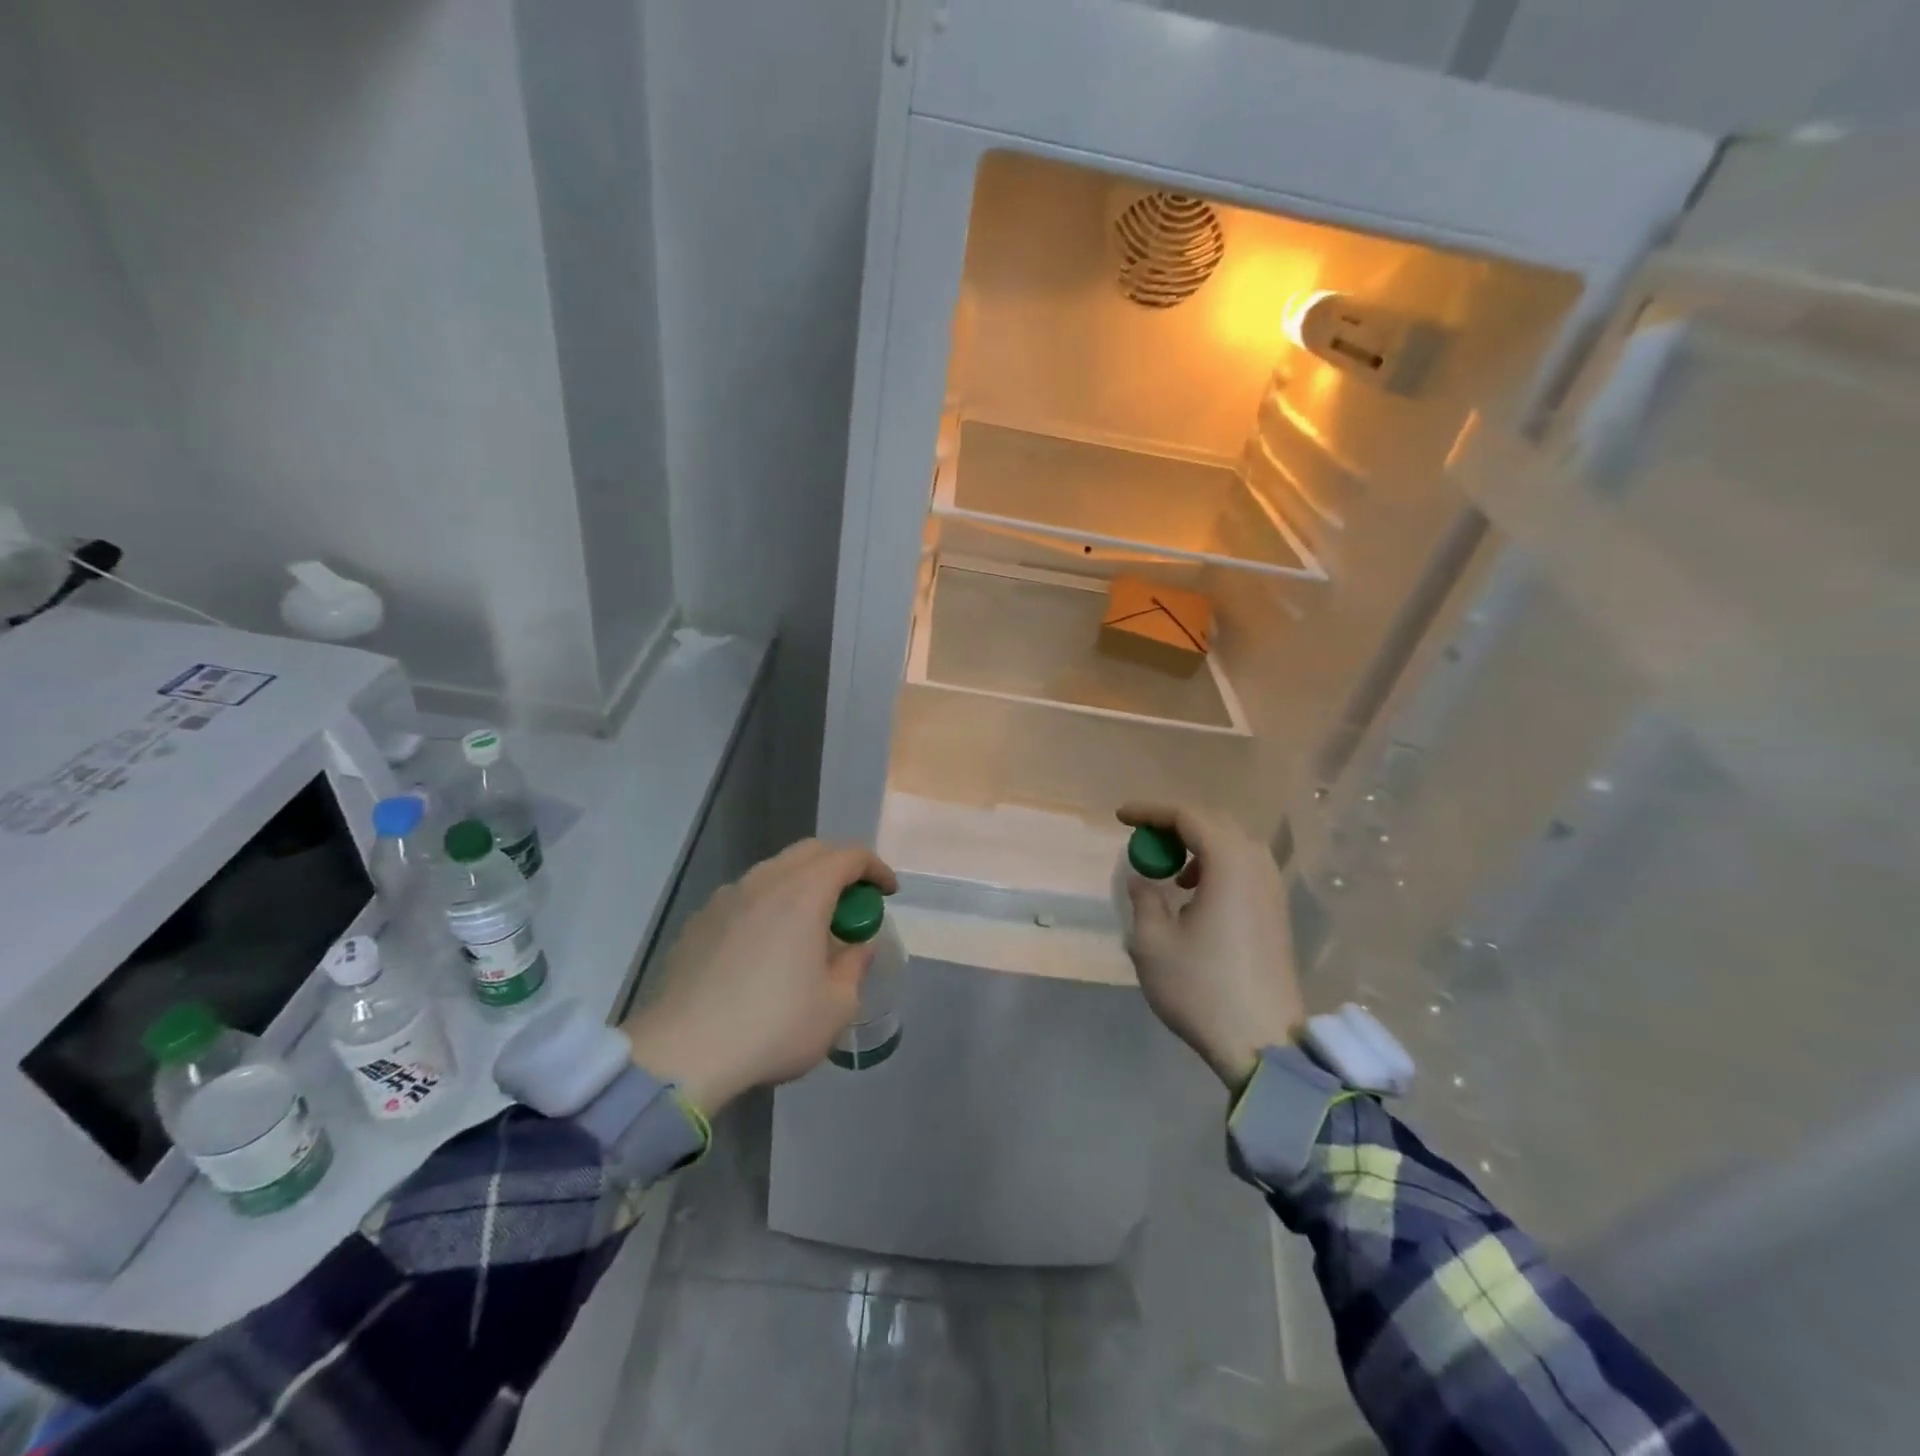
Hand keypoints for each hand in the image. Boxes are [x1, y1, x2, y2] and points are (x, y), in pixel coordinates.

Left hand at [620, 839, 897, 1115]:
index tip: (888, 893)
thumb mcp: (836, 1007)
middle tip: (853, 903)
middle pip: (810, 852)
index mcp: (802, 893)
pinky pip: (744, 898)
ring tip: (808, 927)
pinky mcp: (698, 922)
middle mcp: (763, 882)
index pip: (849, 857)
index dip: (875, 868)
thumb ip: (854, 966)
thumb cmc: (772, 1027)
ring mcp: (725, 899)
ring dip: (801, 886)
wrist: (681, 1055)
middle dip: (839, 868)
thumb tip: (858, 946)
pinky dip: (767, 906)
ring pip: (773, 872)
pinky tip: (764, 948)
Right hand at [1117, 803, 1305, 1091]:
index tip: (1121, 817)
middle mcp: (1256, 866)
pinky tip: (1197, 896)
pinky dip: (1216, 865)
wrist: (1262, 1042)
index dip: (1151, 811)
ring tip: (1170, 870)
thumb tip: (1142, 878)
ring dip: (1198, 845)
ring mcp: (1272, 889)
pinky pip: (1245, 867)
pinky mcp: (1276, 912)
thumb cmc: (1201, 988)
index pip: (1188, 816)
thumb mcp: (1152, 942)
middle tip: (1144, 838)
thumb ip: (1144, 898)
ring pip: (1233, 844)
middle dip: (1175, 824)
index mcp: (1228, 864)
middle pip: (1215, 823)